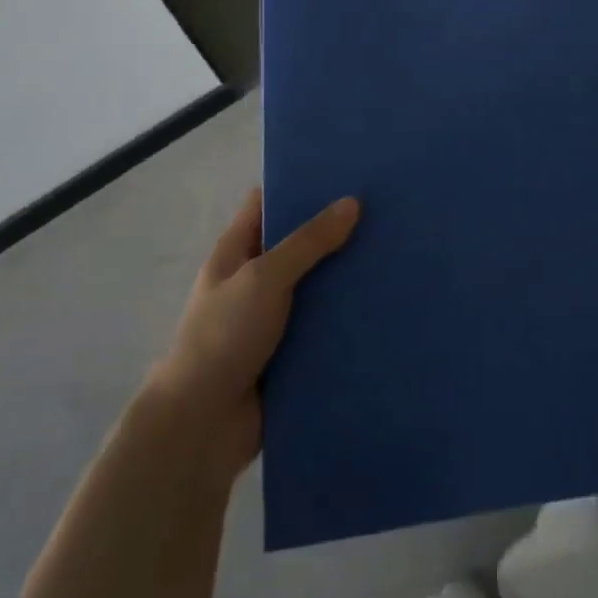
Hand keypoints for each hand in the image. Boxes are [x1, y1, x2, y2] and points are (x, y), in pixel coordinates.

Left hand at [148, 187, 358, 482]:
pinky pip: (324, 324)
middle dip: (336, 230)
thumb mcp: (264, 278)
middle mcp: (254, 279)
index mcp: (236, 251)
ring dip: (347, 275)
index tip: (345, 172)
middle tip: (386, 211)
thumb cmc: (224, 337)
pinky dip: (348, 316)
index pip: (267, 203)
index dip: (299, 184)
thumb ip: (308, 241)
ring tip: (395, 253)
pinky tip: (385, 303)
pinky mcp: (291, 351)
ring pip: (316, 285)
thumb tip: (352, 202)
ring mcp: (272, 317)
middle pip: (299, 243)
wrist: (202, 425)